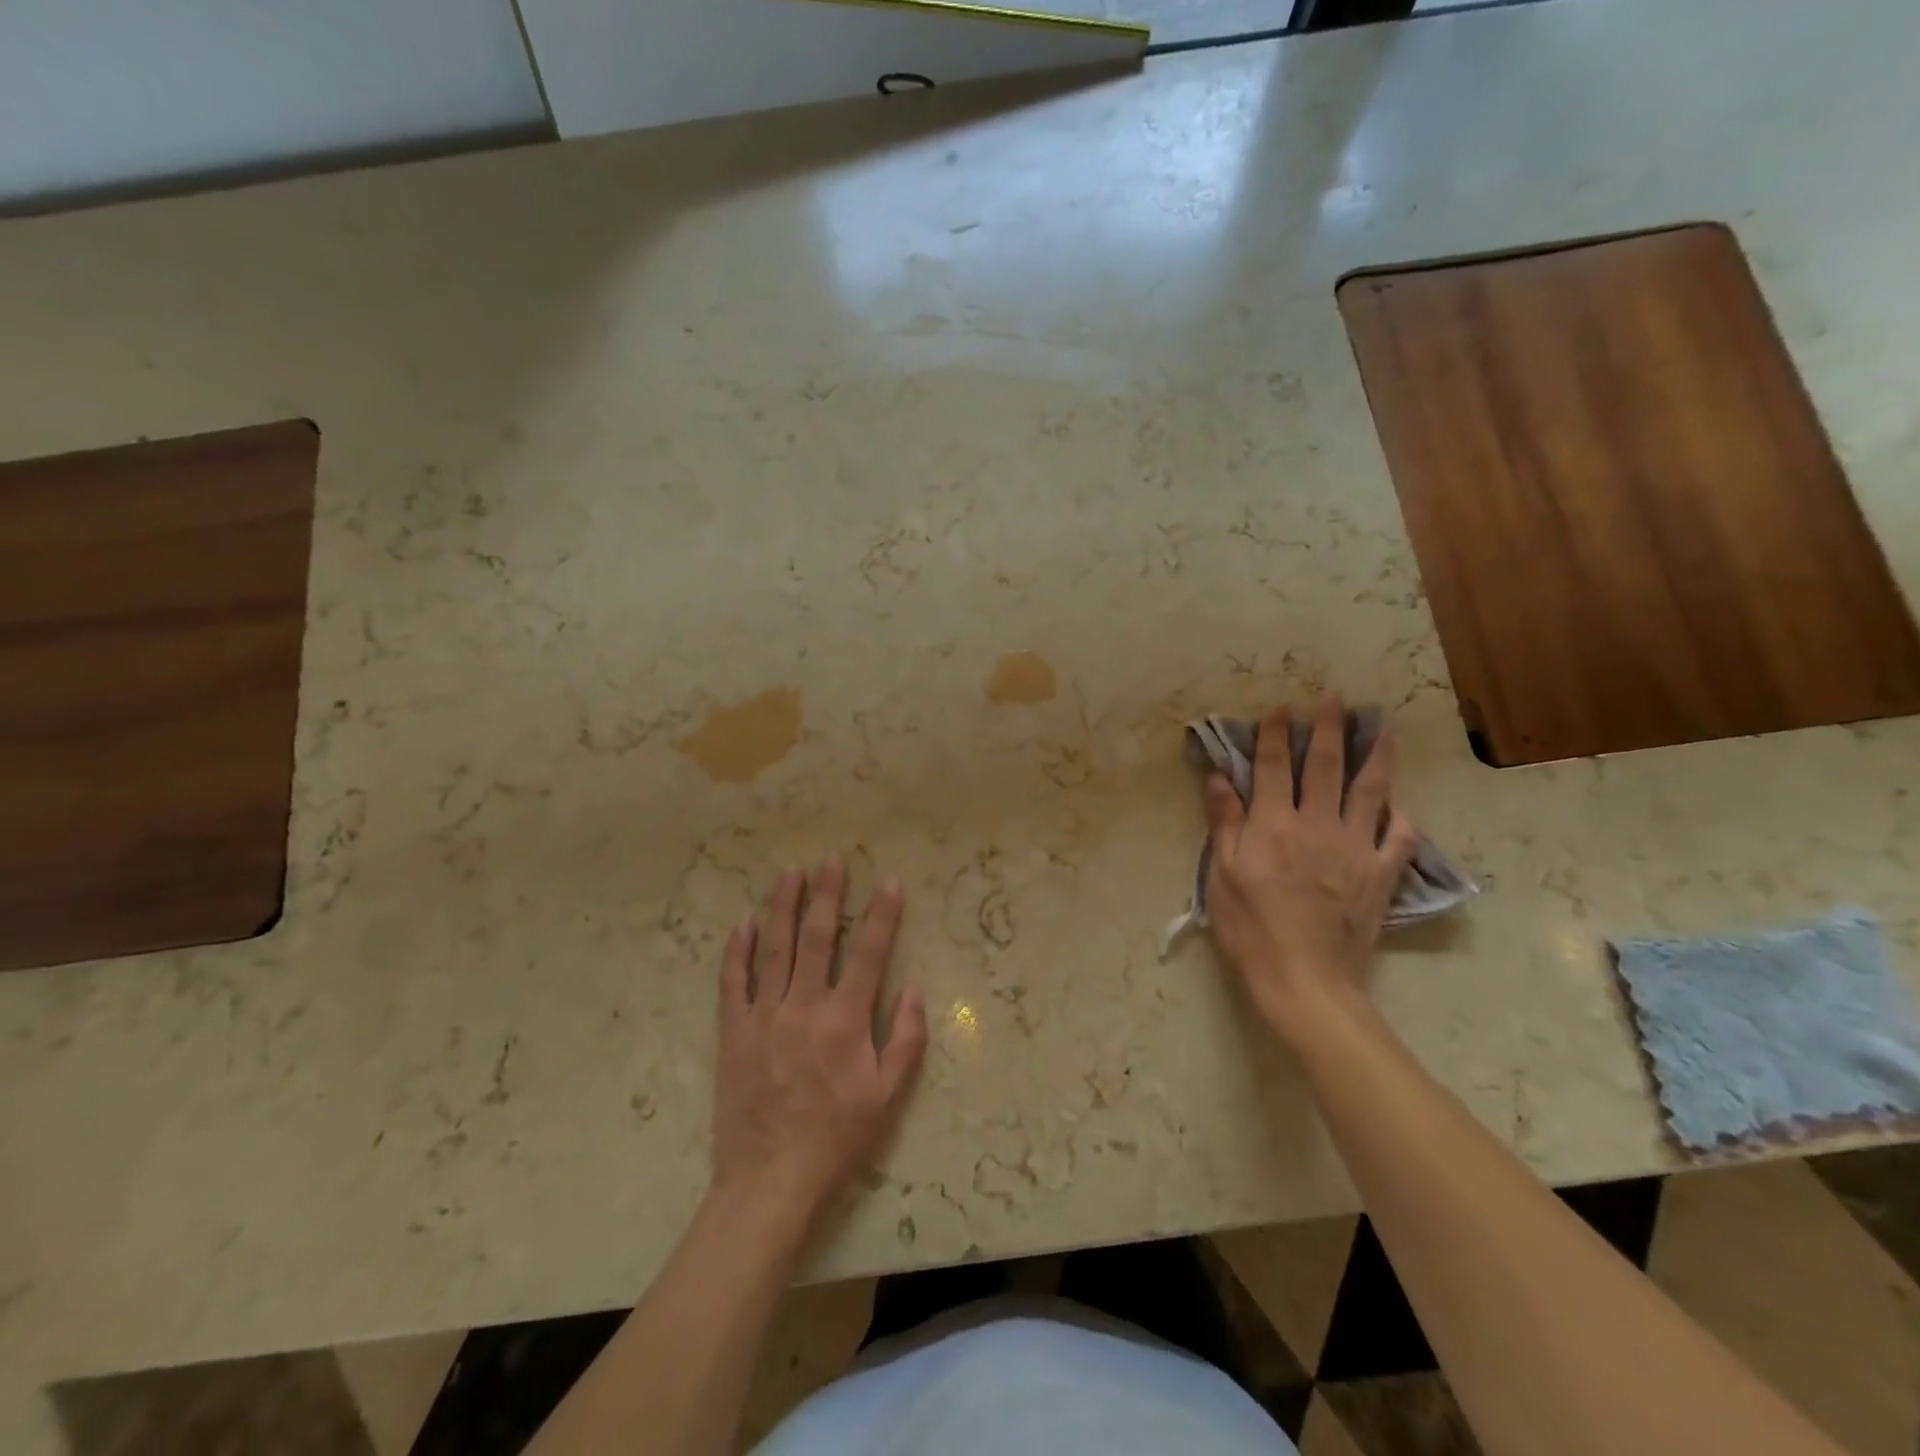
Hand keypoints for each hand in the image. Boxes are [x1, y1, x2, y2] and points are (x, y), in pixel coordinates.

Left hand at [711, 858, 927, 1226]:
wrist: (769, 1181)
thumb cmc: (837, 1139)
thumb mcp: (887, 1097)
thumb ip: (906, 1040)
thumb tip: (914, 989)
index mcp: (845, 1021)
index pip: (868, 954)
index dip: (880, 915)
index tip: (888, 882)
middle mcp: (804, 1007)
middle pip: (816, 938)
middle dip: (826, 895)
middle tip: (831, 859)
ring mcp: (764, 1016)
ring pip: (774, 949)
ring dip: (782, 907)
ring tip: (789, 873)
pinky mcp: (734, 1032)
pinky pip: (733, 983)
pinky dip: (738, 951)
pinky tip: (743, 923)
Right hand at [1203, 696, 1417, 1040]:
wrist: (1304, 977)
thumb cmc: (1251, 926)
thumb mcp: (1222, 874)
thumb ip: (1225, 822)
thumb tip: (1220, 777)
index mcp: (1274, 823)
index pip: (1273, 766)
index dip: (1275, 734)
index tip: (1281, 707)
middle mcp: (1317, 824)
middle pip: (1325, 767)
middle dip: (1330, 729)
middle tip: (1337, 699)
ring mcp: (1355, 848)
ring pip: (1370, 792)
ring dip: (1376, 758)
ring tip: (1383, 731)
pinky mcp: (1380, 875)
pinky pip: (1399, 840)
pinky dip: (1402, 821)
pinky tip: (1402, 809)